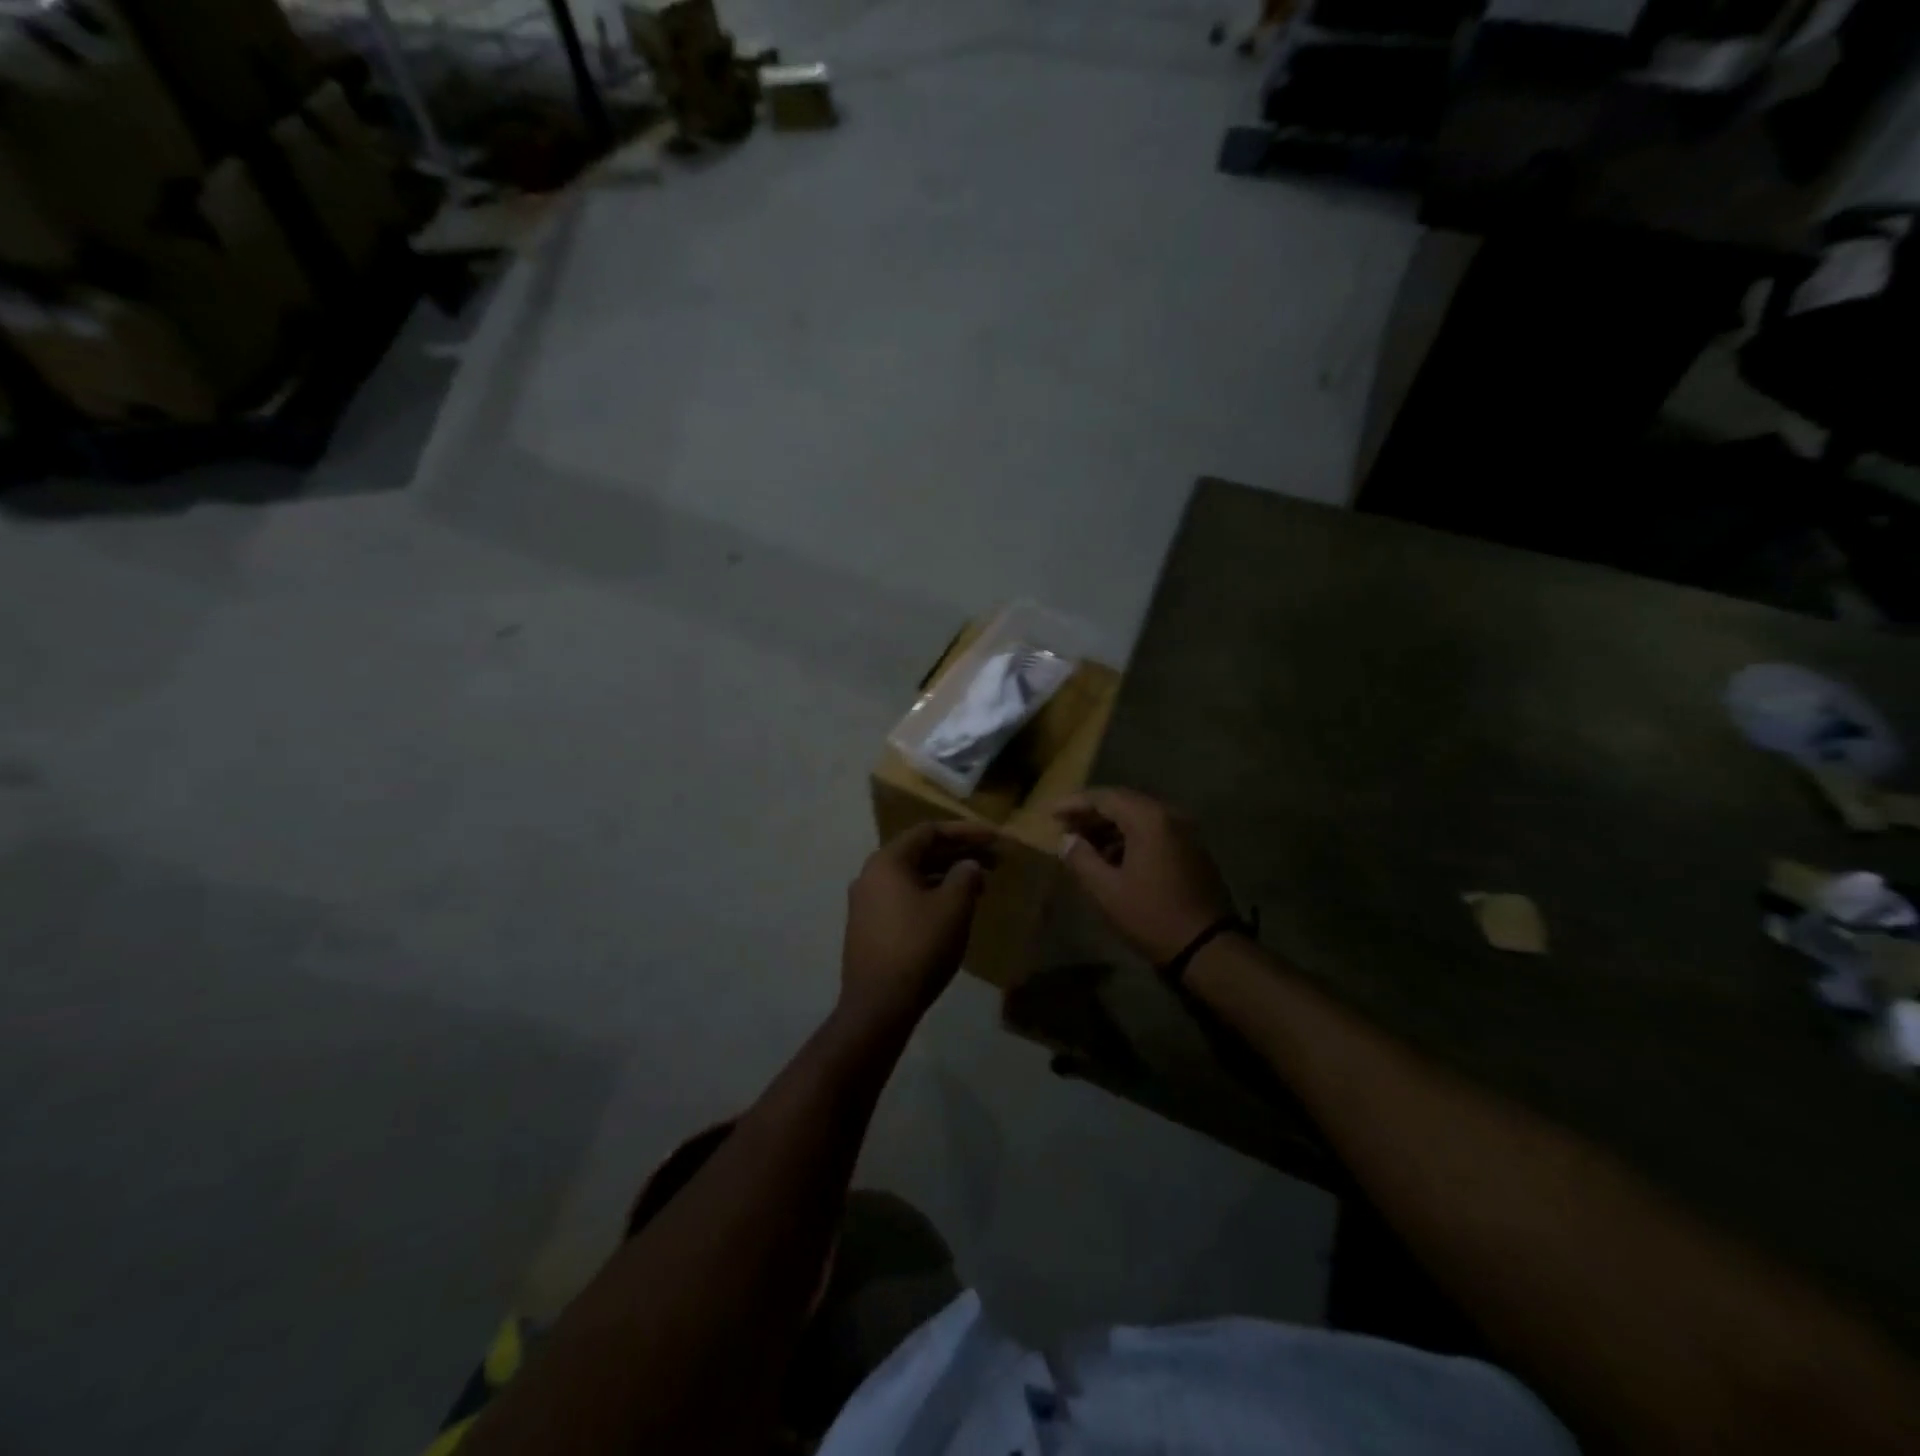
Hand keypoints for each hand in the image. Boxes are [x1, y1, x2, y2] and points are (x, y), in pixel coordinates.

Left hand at [840, 822, 995, 1030]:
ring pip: (913, 877)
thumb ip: (965, 877)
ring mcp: (866, 903)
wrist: (878, 1005)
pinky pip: (905, 897)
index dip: (965, 831)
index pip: (929, 832)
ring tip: (980, 885)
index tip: (994, 838)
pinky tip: (954, 908)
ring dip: (947, 875)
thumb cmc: (919, 947)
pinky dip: (931, 894)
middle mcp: (871, 875)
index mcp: (887, 861)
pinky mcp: (869, 927)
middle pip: (920, 852)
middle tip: (994, 860)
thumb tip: (968, 866)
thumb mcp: (953, 907)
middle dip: (959, 853)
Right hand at [1055, 788, 1232, 964]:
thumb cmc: (1151, 915)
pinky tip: (1111, 856)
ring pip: (1139, 817)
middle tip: (1064, 825)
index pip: (1105, 798)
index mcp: (1149, 819)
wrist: (1206, 946)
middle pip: (1123, 802)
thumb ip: (1081, 858)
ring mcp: (1185, 831)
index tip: (1050, 814)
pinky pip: (1154, 831)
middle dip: (1091, 813)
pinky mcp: (1191, 848)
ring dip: (1110, 826)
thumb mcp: (1106, 890)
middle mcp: (1170, 815)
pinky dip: (1129, 836)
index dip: (1074, 803)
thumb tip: (1067, 840)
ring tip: (1082, 842)